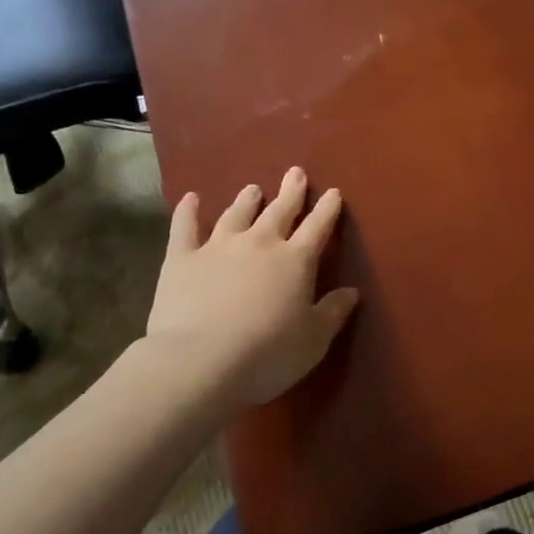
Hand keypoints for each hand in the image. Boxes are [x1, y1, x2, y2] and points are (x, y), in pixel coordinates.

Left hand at [144, 167, 359, 411]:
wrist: (200, 361)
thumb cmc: (267, 354)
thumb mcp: (313, 340)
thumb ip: (333, 312)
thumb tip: (351, 291)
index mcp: (295, 261)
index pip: (317, 228)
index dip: (327, 210)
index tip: (333, 192)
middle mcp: (259, 243)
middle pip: (279, 211)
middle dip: (290, 192)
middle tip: (295, 172)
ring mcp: (218, 247)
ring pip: (236, 214)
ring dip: (246, 200)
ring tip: (252, 188)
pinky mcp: (182, 258)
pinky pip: (185, 227)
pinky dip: (188, 211)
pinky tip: (190, 198)